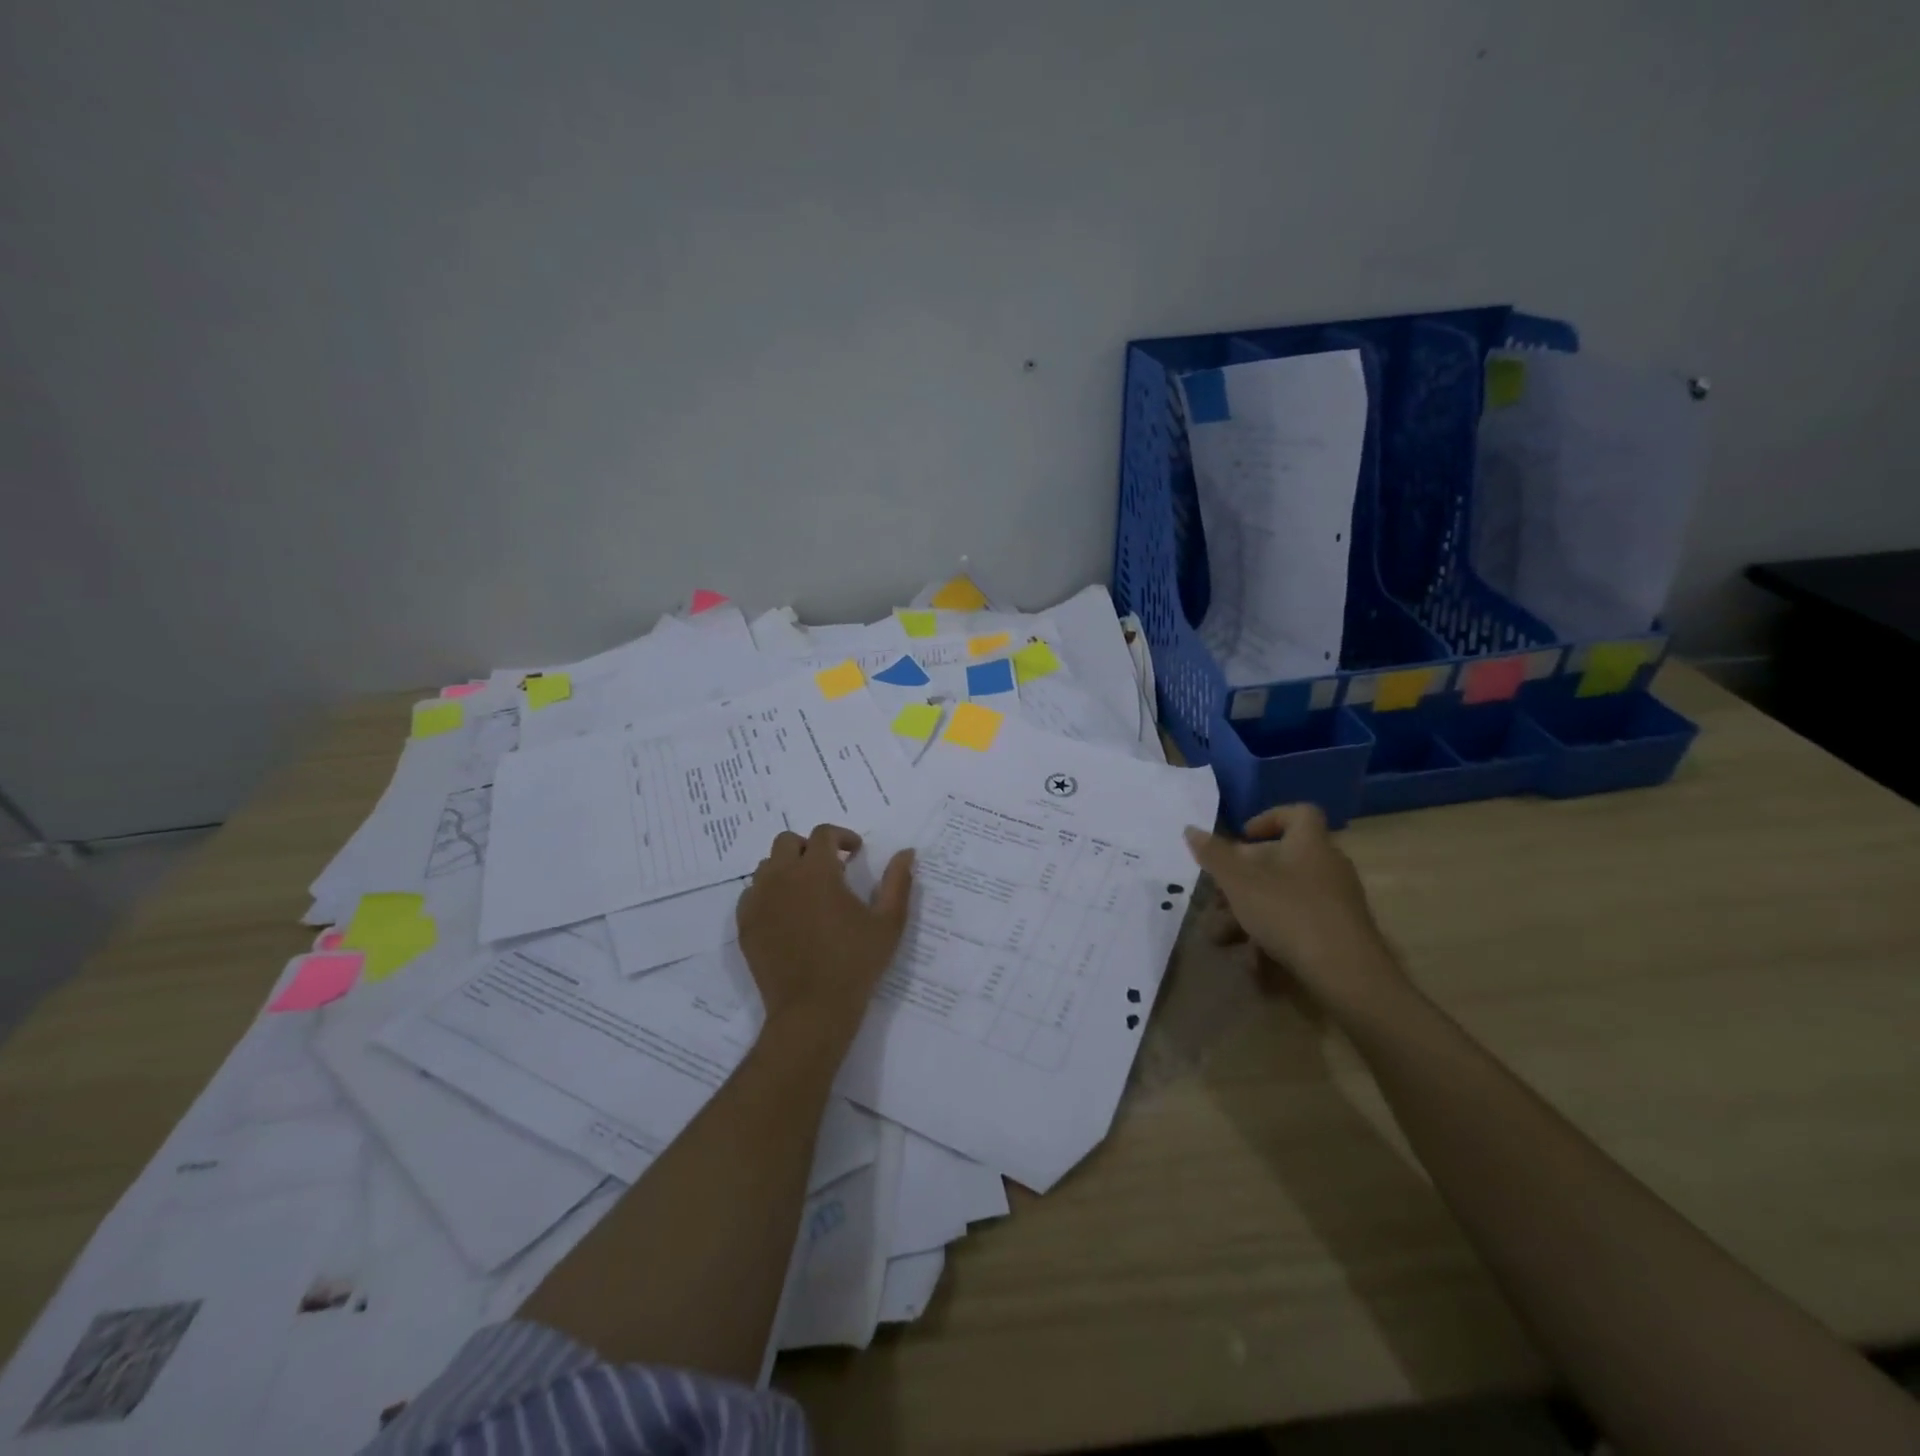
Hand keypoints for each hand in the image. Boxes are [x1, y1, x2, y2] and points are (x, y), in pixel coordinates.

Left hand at [735, 824, 914, 1034]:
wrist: (812, 1010)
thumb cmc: (855, 964)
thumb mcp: (888, 922)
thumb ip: (898, 882)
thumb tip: (907, 852)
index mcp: (817, 872)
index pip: (823, 834)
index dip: (842, 836)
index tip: (855, 853)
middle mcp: (782, 877)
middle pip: (788, 842)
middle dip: (810, 847)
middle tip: (830, 869)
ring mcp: (759, 901)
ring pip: (767, 866)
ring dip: (788, 868)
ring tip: (807, 891)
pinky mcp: (746, 924)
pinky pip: (752, 893)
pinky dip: (769, 893)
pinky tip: (787, 914)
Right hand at [1183, 804, 1407, 1016]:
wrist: (1346, 973)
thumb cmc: (1289, 912)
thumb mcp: (1239, 882)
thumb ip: (1214, 855)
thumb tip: (1191, 829)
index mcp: (1310, 843)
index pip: (1298, 813)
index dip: (1268, 819)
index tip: (1242, 837)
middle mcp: (1328, 866)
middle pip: (1281, 861)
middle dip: (1242, 879)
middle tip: (1218, 896)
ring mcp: (1336, 901)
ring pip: (1283, 896)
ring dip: (1249, 913)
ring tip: (1222, 936)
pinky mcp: (1339, 932)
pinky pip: (1298, 923)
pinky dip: (1273, 936)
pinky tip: (1253, 961)